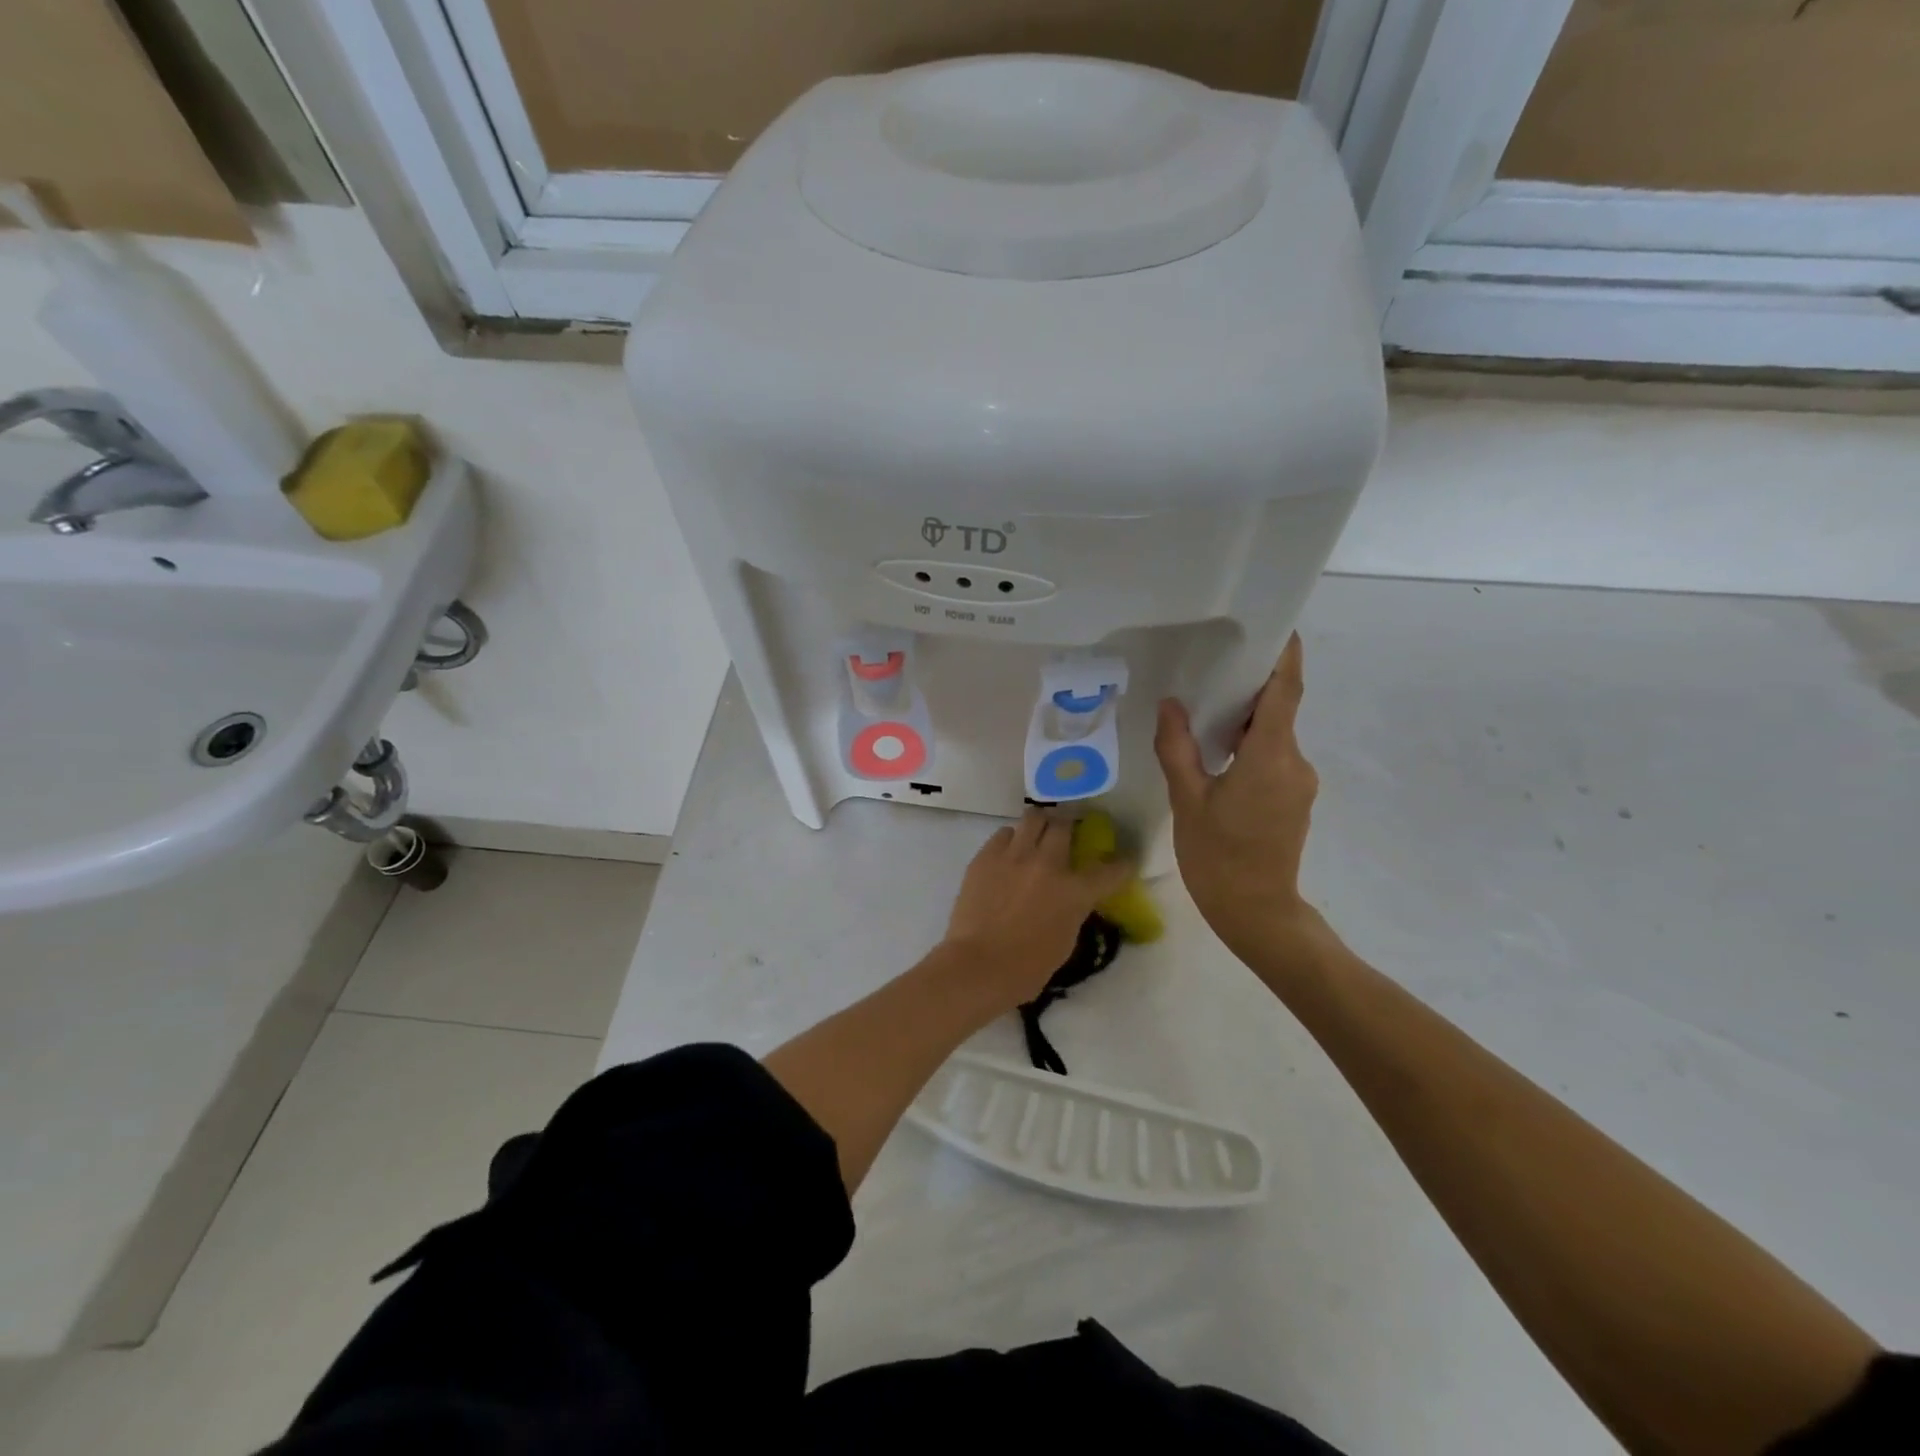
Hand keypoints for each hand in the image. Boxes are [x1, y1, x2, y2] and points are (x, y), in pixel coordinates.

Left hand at [942, 809, 1134, 1010]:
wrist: (978, 966)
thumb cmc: (1027, 967)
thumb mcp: (1066, 939)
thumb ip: (1072, 909)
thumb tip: (1070, 896)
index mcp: (1074, 891)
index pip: (1110, 869)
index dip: (1122, 864)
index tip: (1124, 861)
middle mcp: (1048, 864)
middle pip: (1064, 825)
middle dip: (1070, 825)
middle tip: (1067, 832)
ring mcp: (1014, 855)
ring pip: (1033, 817)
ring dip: (1040, 824)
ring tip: (1037, 834)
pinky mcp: (986, 856)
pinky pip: (1004, 834)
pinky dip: (1011, 839)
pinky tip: (1009, 853)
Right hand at [1155, 634, 1328, 966]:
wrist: (1257, 912)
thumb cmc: (1218, 857)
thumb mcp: (1187, 800)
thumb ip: (1177, 748)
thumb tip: (1171, 705)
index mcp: (1271, 756)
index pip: (1286, 691)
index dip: (1285, 655)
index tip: (1276, 626)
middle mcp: (1295, 762)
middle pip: (1278, 710)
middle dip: (1251, 687)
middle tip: (1212, 667)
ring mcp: (1299, 783)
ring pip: (1274, 736)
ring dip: (1246, 721)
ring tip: (1205, 711)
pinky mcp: (1294, 799)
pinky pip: (1274, 758)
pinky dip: (1250, 746)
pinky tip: (1218, 754)